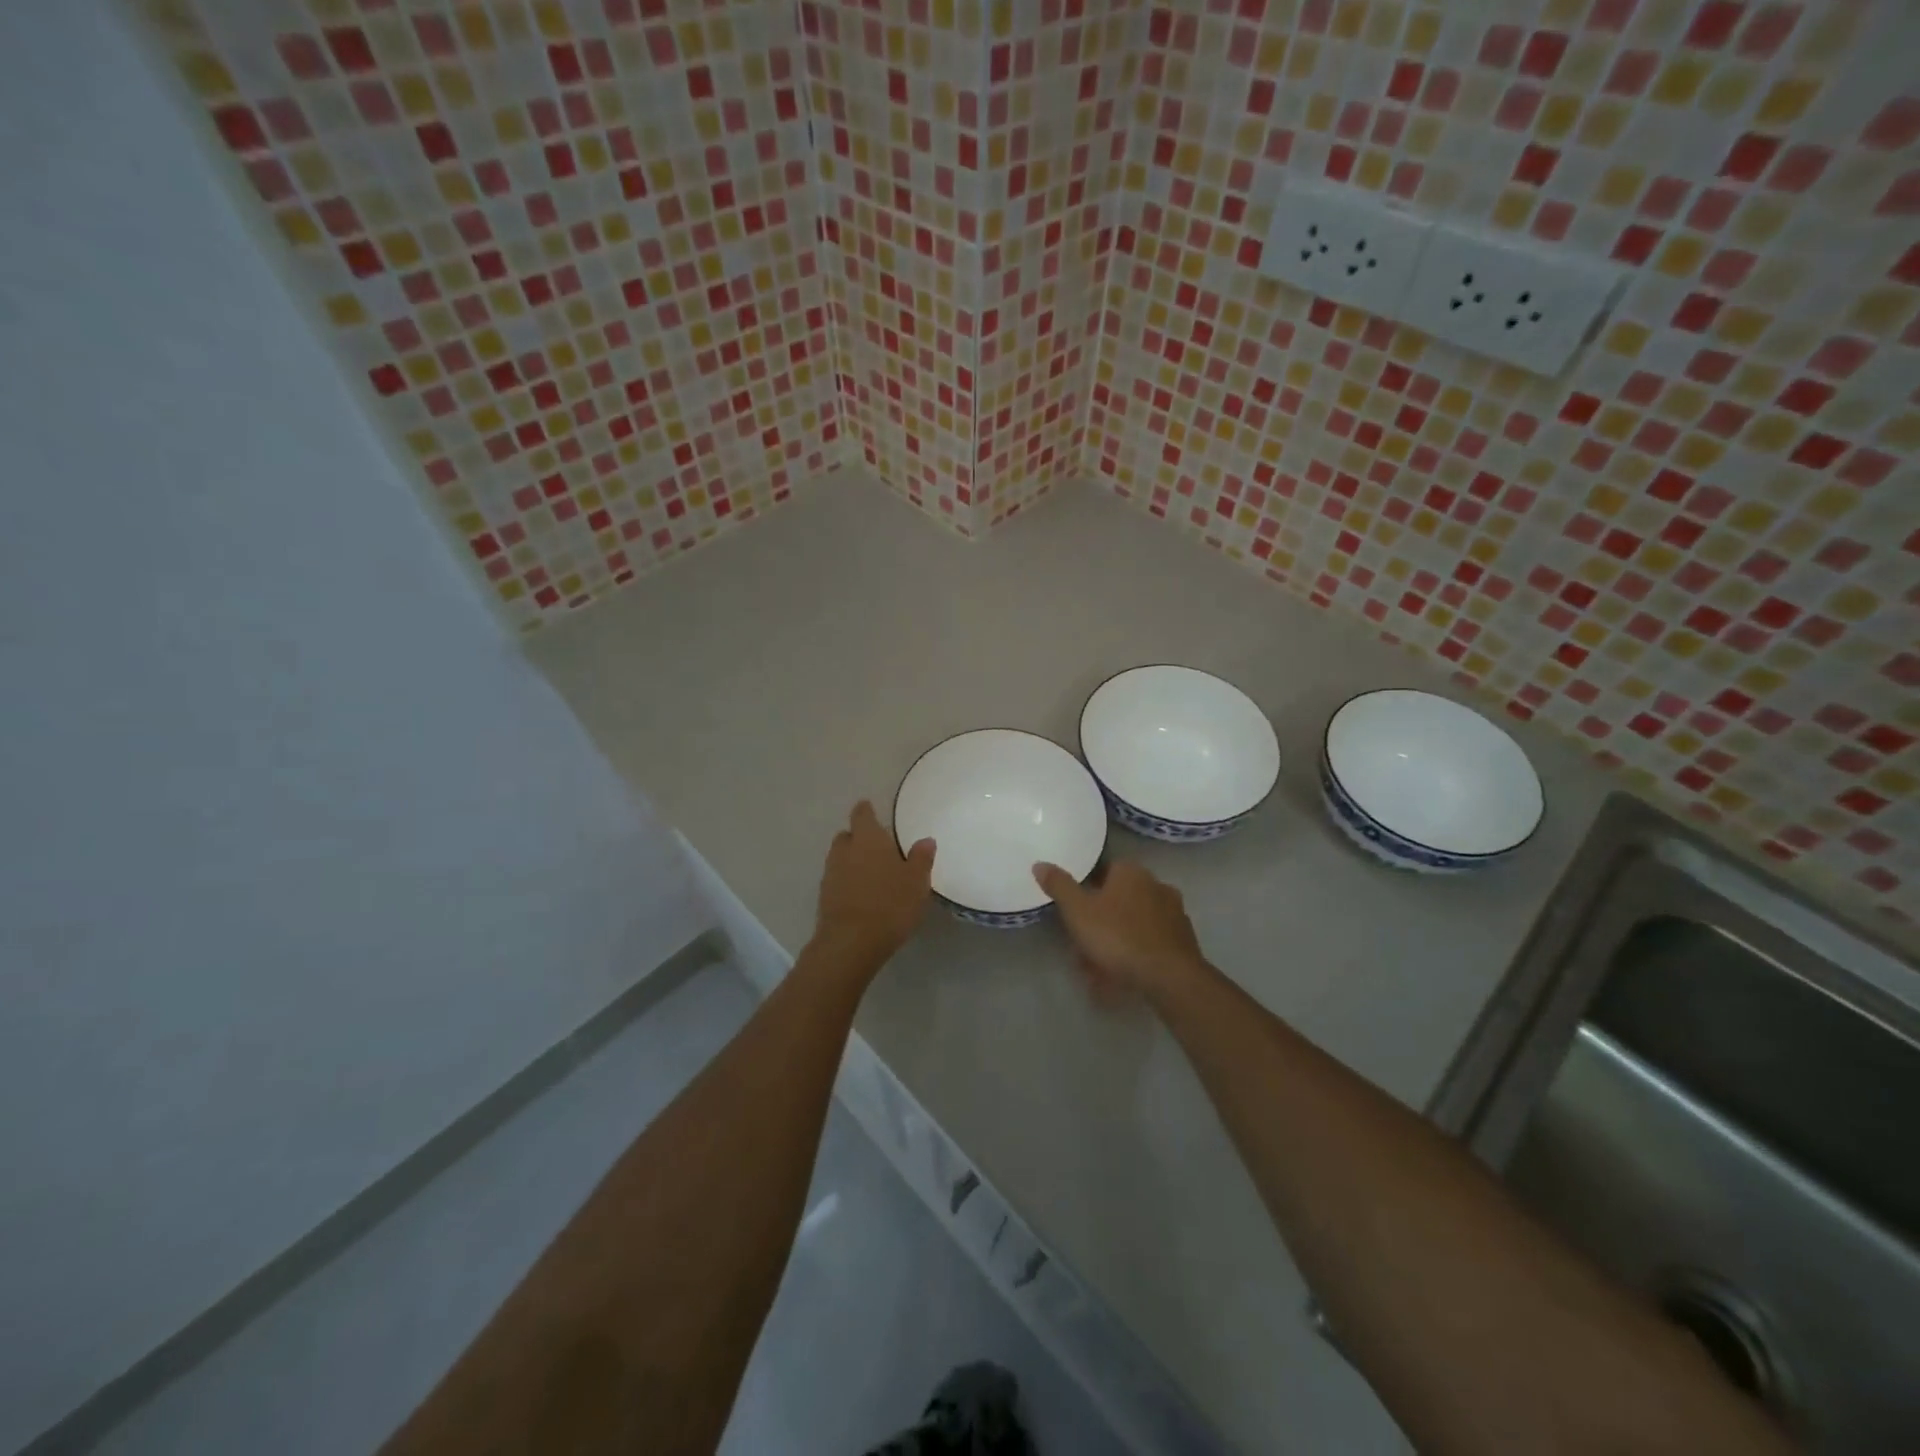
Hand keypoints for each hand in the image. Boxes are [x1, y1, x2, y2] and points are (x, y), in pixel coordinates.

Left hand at [813, 801, 935, 966]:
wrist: (851, 942)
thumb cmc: (890, 904)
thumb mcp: (916, 882)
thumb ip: (921, 858)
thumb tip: (926, 840)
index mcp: (868, 839)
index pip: (862, 814)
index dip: (866, 811)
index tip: (870, 809)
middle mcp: (845, 850)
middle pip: (847, 835)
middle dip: (858, 838)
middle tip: (877, 847)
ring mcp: (830, 873)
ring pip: (839, 858)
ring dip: (851, 861)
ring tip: (871, 873)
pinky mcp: (824, 897)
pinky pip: (836, 880)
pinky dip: (846, 881)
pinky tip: (861, 895)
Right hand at [1032, 860, 1208, 1005]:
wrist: (1169, 976)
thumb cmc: (1118, 936)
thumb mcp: (1078, 911)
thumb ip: (1059, 886)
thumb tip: (1040, 864)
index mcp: (1131, 872)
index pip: (1104, 871)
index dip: (1086, 892)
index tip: (1075, 913)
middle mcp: (1156, 885)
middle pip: (1119, 900)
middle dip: (1100, 922)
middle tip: (1083, 948)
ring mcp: (1174, 913)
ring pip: (1134, 924)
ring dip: (1116, 942)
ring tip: (1099, 971)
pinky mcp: (1184, 940)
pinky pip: (1150, 943)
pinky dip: (1136, 955)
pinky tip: (1123, 977)